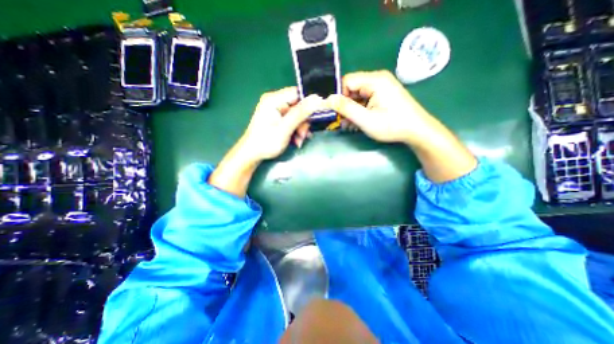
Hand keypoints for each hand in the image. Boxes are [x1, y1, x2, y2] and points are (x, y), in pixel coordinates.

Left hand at [207, 87, 322, 196]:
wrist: (252, 155)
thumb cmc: (266, 142)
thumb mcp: (285, 128)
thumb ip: (300, 113)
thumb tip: (317, 98)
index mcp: (274, 99)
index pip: (298, 93)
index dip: (309, 103)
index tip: (318, 115)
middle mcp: (275, 102)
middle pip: (298, 106)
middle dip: (304, 122)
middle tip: (304, 135)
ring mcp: (276, 111)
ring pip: (297, 116)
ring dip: (301, 129)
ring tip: (299, 141)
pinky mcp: (278, 119)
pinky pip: (292, 121)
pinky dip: (296, 131)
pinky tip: (297, 141)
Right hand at [326, 69, 436, 146]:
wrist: (417, 130)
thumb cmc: (392, 125)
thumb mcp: (365, 119)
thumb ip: (346, 108)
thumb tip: (327, 100)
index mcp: (375, 80)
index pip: (347, 81)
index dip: (340, 97)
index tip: (339, 113)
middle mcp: (378, 79)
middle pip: (352, 88)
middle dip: (346, 106)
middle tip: (344, 122)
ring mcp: (382, 86)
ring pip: (358, 95)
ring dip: (352, 110)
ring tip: (350, 125)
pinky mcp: (384, 94)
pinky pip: (366, 99)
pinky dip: (360, 110)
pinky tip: (359, 122)